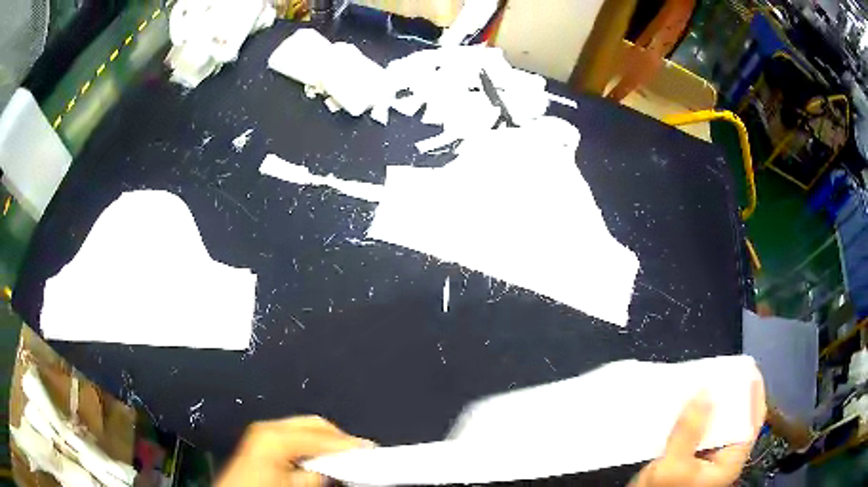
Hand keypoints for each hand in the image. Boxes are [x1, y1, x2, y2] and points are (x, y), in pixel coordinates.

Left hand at [216, 416, 372, 486]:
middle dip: (337, 438)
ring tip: (343, 457)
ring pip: (304, 427)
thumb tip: (336, 467)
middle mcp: (268, 427)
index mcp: (275, 436)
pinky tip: (320, 458)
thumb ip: (318, 475)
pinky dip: (311, 444)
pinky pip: (294, 435)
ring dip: (325, 441)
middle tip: (360, 453)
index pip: (322, 435)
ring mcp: (262, 432)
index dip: (349, 444)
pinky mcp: (261, 440)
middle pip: (313, 424)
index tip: (370, 451)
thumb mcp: (294, 486)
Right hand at [632, 378, 766, 486]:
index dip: (754, 394)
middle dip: (733, 395)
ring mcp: (707, 460)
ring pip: (718, 425)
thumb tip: (706, 390)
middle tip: (725, 371)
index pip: (752, 422)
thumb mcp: (673, 467)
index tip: (749, 368)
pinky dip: (698, 416)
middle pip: (738, 421)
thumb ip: (689, 432)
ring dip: (714, 404)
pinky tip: (689, 405)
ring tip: (707, 381)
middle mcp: (723, 459)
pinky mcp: (692, 459)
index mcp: (729, 463)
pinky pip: (701, 431)